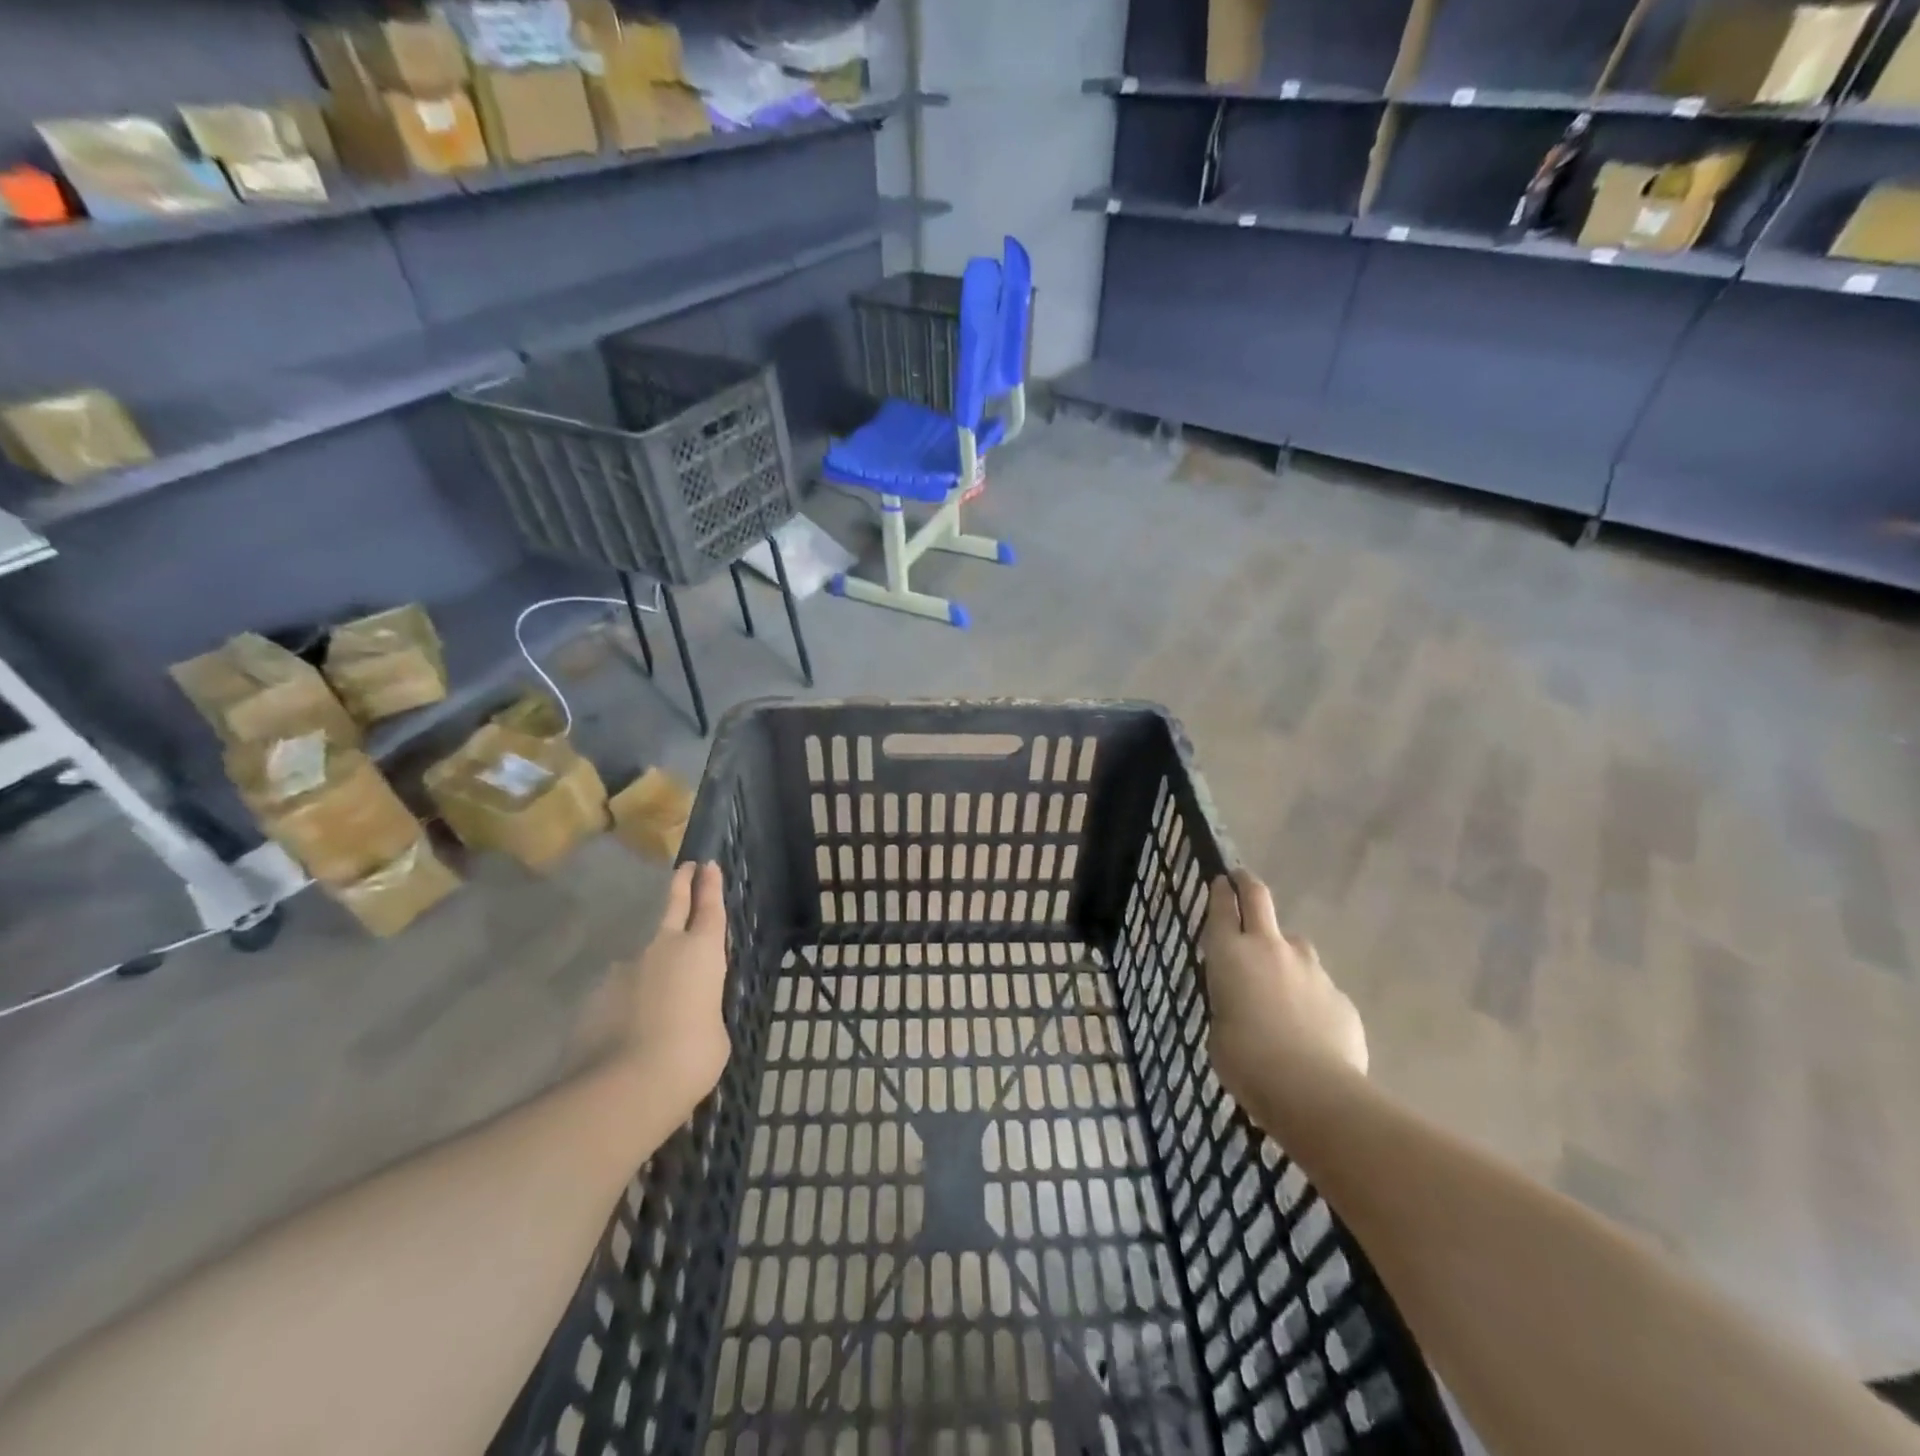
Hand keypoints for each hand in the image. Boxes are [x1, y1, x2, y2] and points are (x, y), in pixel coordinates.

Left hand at [618, 861, 731, 1121]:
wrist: (626, 1084)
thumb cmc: (691, 1056)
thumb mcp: (714, 1031)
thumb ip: (702, 1009)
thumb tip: (686, 1011)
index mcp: (702, 953)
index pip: (710, 908)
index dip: (711, 886)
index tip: (708, 864)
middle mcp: (664, 949)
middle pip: (673, 906)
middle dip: (681, 885)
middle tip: (685, 868)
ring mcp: (625, 969)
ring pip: (643, 958)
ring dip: (651, 968)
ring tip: (658, 1001)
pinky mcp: (595, 995)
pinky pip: (618, 992)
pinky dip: (626, 1002)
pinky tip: (629, 1029)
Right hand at [1203, 870, 1366, 1110]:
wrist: (1312, 1090)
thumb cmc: (1246, 1060)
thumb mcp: (1219, 1029)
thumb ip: (1229, 1003)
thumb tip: (1243, 1003)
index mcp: (1229, 953)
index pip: (1222, 907)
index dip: (1221, 890)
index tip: (1221, 881)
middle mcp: (1269, 948)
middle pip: (1259, 898)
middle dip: (1248, 885)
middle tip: (1242, 880)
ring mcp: (1309, 968)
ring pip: (1295, 943)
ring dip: (1284, 951)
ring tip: (1279, 982)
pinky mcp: (1338, 995)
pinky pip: (1318, 986)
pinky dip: (1309, 996)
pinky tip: (1308, 1027)